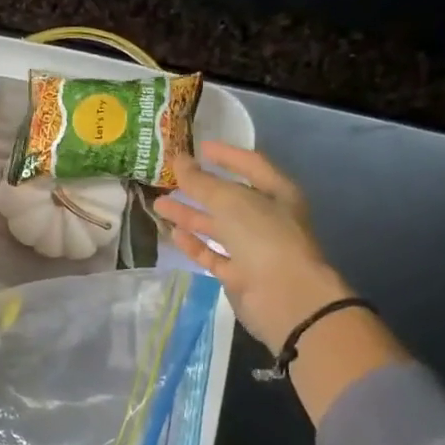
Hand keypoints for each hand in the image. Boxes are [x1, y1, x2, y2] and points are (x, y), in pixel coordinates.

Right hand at [154, 142, 351, 351]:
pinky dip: (195, 244)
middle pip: (230, 198)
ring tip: (159, 204)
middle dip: (200, 188)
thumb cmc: (264, 237)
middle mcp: (267, 218)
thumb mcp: (230, 201)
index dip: (226, 155)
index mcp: (277, 193)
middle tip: (170, 177)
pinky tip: (174, 234)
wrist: (285, 297)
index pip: (251, 165)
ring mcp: (254, 249)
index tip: (199, 147)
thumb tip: (179, 161)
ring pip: (218, 227)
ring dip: (190, 215)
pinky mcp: (239, 274)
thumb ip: (201, 182)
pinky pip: (214, 254)